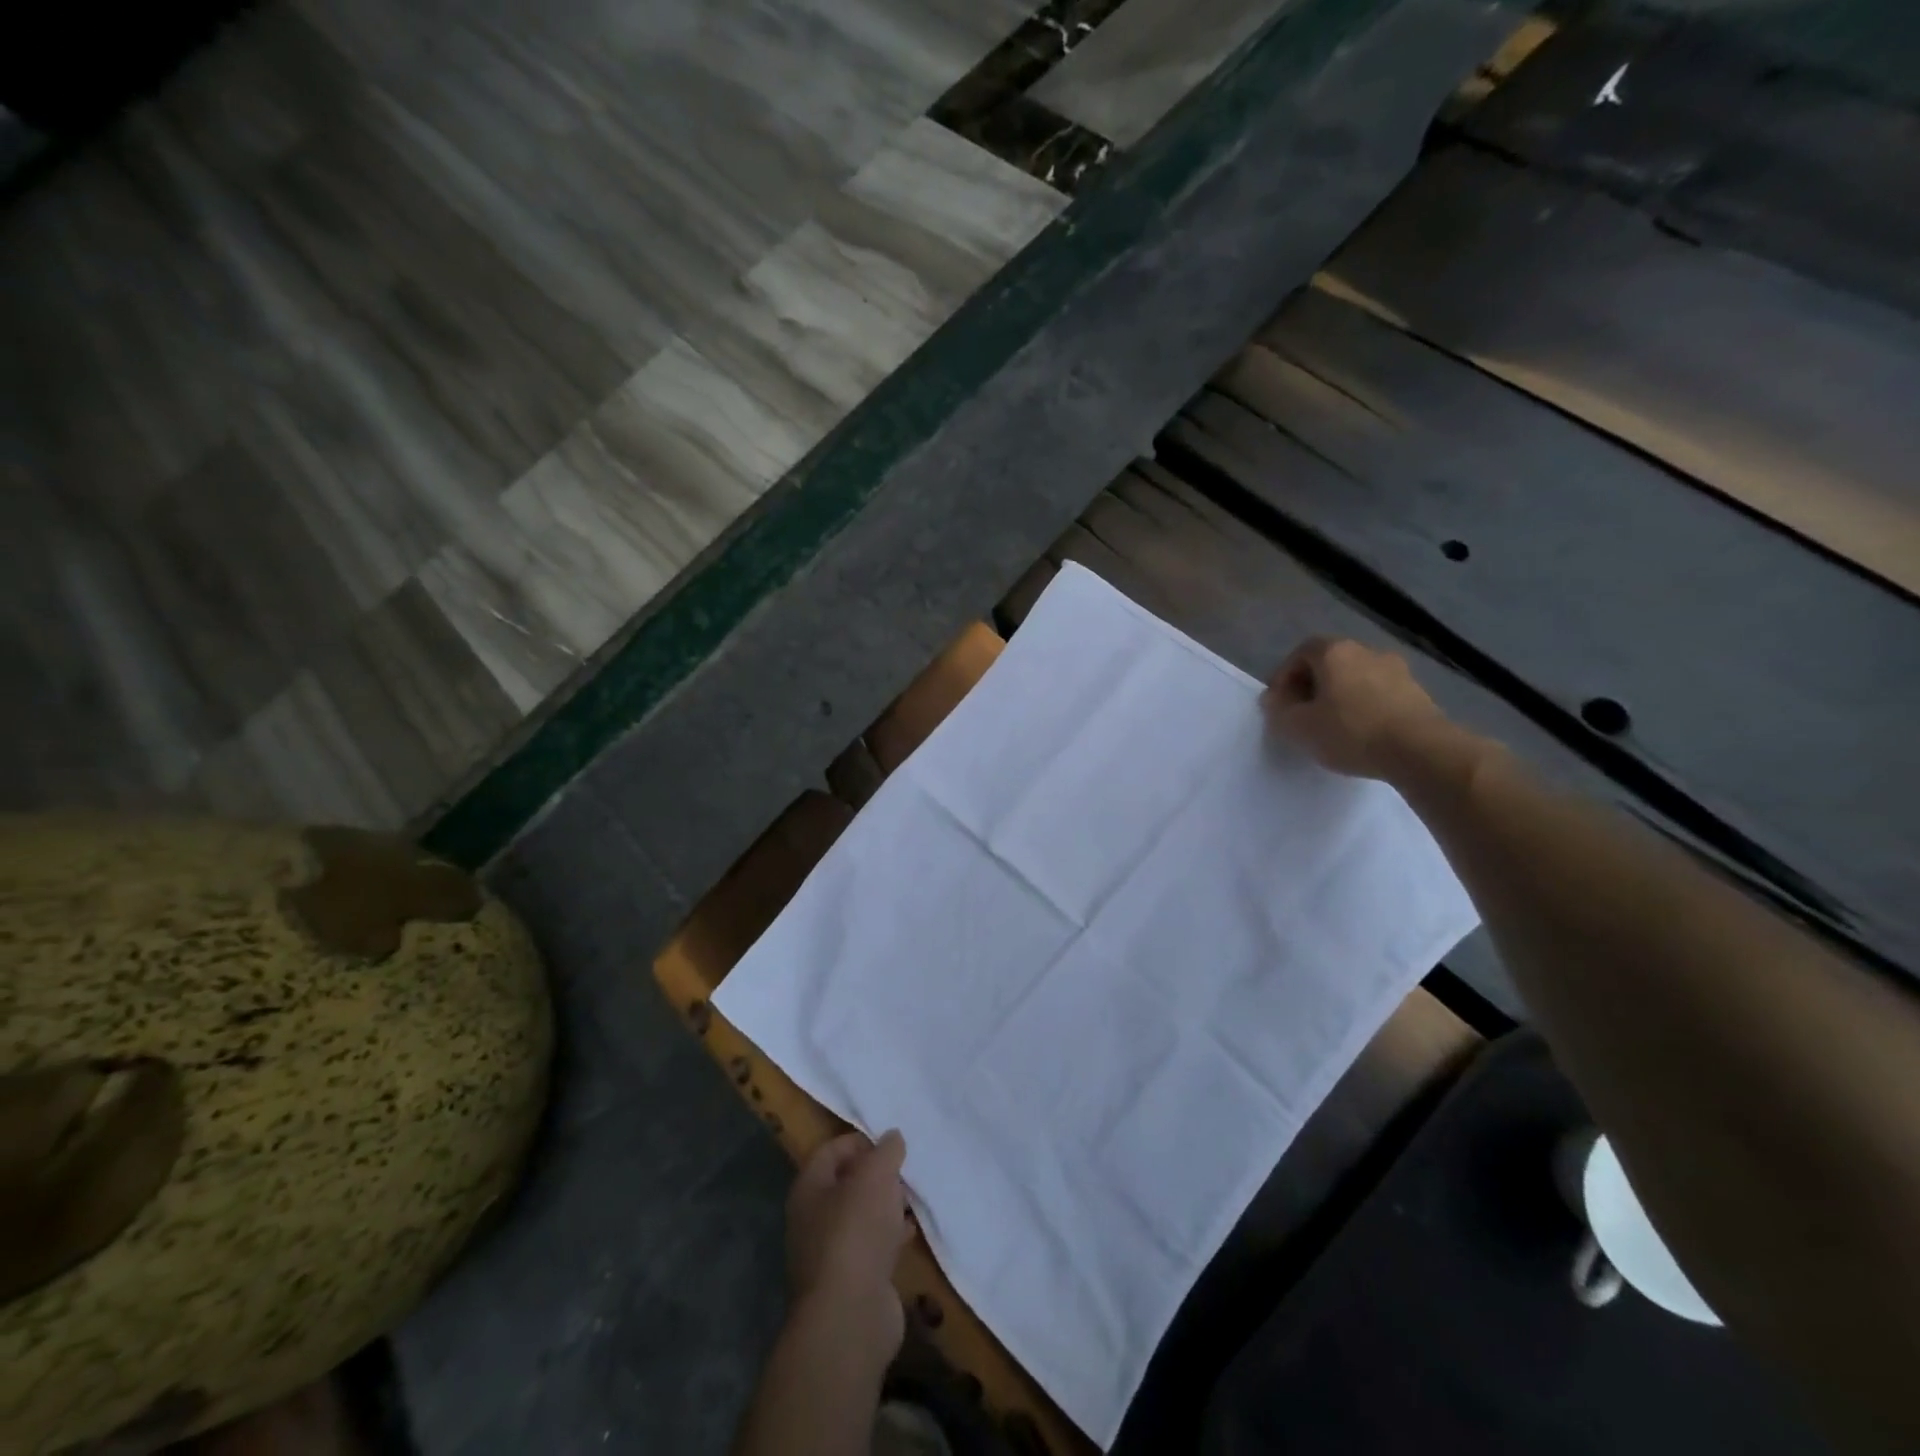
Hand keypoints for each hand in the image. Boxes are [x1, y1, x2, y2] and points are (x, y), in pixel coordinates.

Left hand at [786, 1130, 911, 1359]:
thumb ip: (886, 1151)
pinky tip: (912, 1232)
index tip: (889, 1143)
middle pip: (846, 1185)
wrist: (851, 1316)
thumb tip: (892, 1137)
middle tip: (904, 1169)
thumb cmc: (856, 1231)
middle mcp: (812, 1219)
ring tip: (913, 1197)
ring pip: (861, 1217)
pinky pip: (872, 1246)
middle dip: (876, 1175)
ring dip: (886, 1206)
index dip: (858, 1141)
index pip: (830, 1151)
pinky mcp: (851, 1281)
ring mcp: (830, 1254)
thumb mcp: (876, 1176)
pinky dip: (891, 1236)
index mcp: (808, 1189)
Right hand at [1264, 637, 1445, 778]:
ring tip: (1332, 726)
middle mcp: (1366, 651)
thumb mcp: (1298, 726)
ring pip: (1355, 678)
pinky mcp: (1418, 692)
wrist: (1420, 750)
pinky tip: (1361, 733)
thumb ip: (1279, 710)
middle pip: (1329, 663)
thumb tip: (1274, 700)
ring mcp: (1397, 670)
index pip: (1300, 653)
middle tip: (1302, 714)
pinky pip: (1379, 694)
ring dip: (1340, 696)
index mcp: (1335, 652)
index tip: (1279, 704)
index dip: (1284, 676)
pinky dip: (1364, 707)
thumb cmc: (1350, 731)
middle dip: (1312, 686)